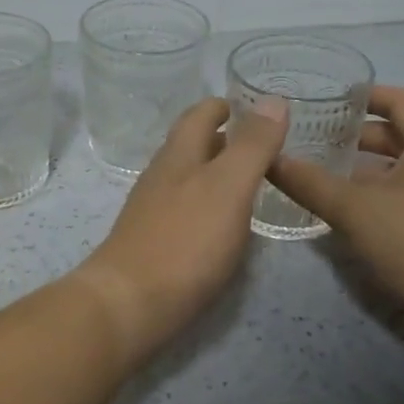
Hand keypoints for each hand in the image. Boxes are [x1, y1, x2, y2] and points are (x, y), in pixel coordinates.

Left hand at [74, 96, 288, 358]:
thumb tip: (273, 99)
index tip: (248, 106)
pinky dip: (207, 204)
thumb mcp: (229, 187)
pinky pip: (184, 210)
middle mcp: (161, 177)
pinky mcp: (152, 243)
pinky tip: (222, 223)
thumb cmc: (185, 241)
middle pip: (189, 145)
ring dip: (214, 171)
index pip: (198, 115)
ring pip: (186, 178)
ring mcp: (152, 211)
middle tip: (258, 143)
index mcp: (178, 156)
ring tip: (247, 180)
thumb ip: (252, 146)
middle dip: (220, 138)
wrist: (130, 304)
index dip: (222, 106)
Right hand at [268, 85, 403, 323]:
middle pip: (398, 132)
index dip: (364, 95)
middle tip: (313, 137)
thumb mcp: (356, 210)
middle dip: (356, 133)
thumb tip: (270, 159)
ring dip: (364, 165)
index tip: (327, 99)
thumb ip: (311, 183)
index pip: (399, 99)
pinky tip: (347, 206)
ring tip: (321, 170)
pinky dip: (377, 189)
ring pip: (401, 164)